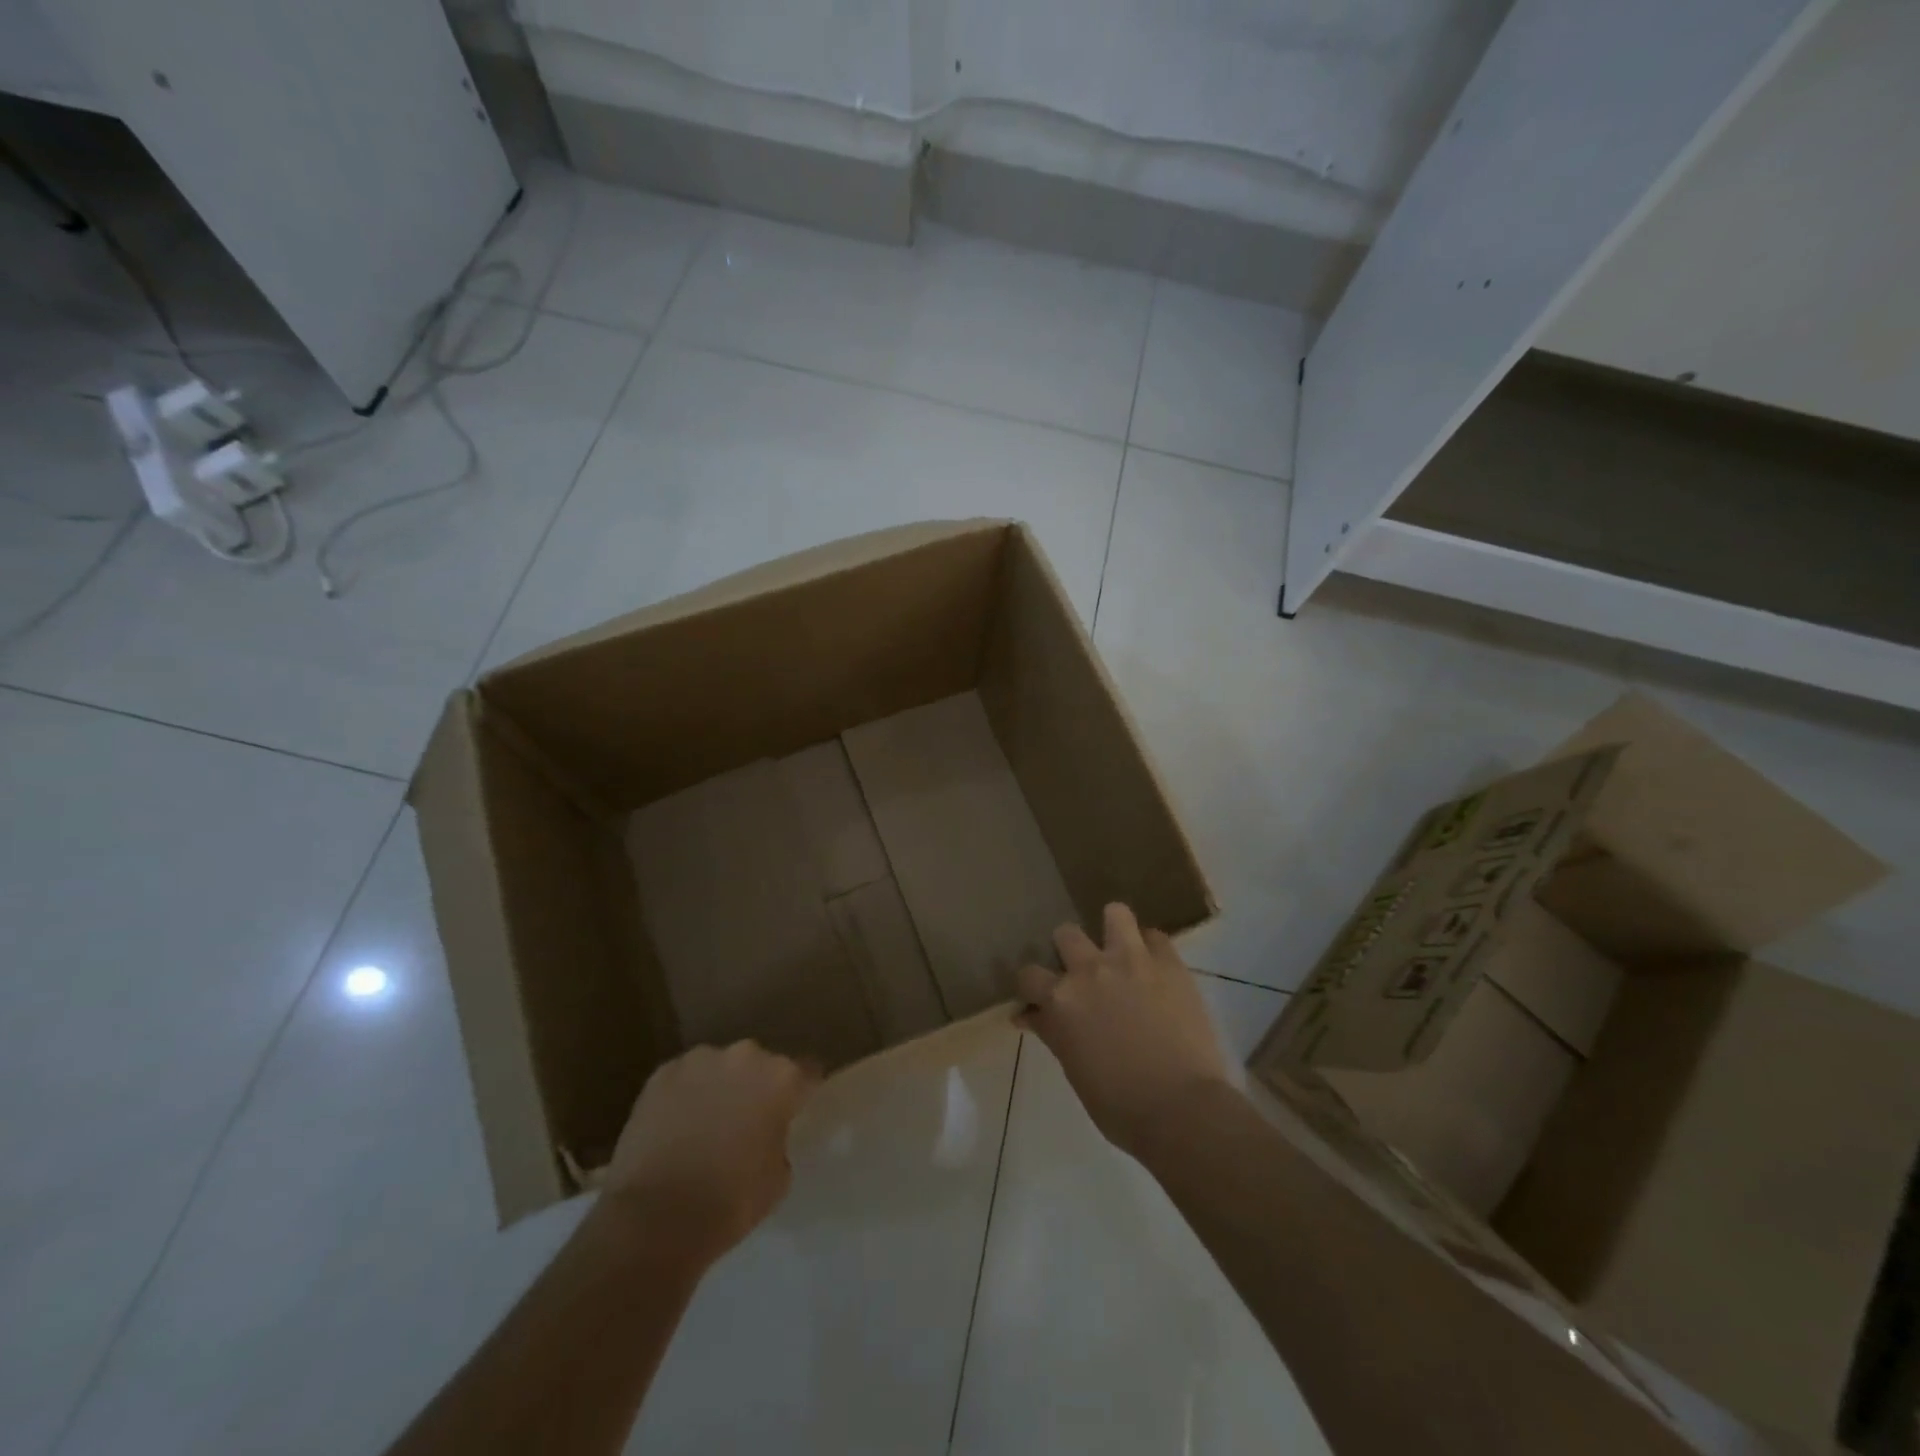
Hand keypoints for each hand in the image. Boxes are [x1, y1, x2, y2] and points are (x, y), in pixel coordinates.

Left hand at [601, 1042, 816, 1267]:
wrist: (653, 1219)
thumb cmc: (729, 1203)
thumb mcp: (778, 1178)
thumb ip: (779, 1139)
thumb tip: (767, 1132)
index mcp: (781, 1077)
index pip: (806, 1073)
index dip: (802, 1092)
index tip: (797, 1108)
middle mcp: (745, 1055)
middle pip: (760, 1065)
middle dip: (756, 1086)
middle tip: (747, 1120)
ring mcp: (700, 1060)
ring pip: (719, 1067)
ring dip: (719, 1086)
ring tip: (706, 1122)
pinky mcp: (661, 1073)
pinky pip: (684, 1078)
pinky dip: (685, 1095)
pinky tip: (676, 1126)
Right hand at [1017, 903, 1231, 1157]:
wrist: (1183, 1110)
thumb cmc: (1120, 1106)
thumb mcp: (1074, 1070)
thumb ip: (1052, 1033)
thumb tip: (1028, 1015)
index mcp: (1061, 999)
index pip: (1028, 975)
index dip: (1032, 987)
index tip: (1039, 999)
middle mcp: (1090, 969)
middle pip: (1065, 934)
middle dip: (1068, 951)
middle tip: (1083, 976)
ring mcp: (1132, 960)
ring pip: (1114, 913)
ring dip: (1113, 930)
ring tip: (1120, 951)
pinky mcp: (1169, 963)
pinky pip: (1156, 937)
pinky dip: (1152, 949)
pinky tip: (1155, 969)